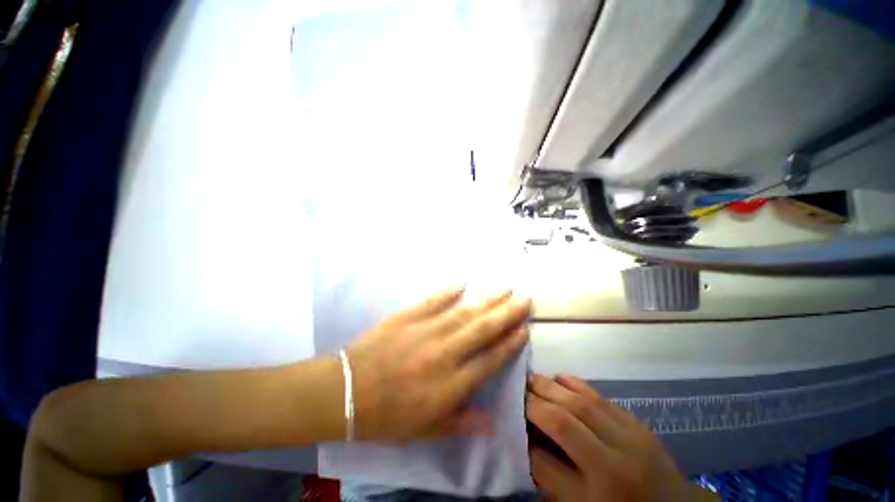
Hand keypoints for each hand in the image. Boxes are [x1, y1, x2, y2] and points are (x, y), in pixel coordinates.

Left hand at [346, 287, 530, 441]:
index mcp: (451, 384)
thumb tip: (492, 421)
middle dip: (507, 313)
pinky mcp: (408, 316)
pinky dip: (449, 290)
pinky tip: (463, 281)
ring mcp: (426, 331)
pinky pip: (433, 300)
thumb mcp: (426, 430)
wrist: (347, 392)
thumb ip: (461, 422)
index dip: (510, 344)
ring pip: (464, 312)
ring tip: (504, 289)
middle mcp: (445, 353)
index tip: (524, 330)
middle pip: (483, 329)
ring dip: (487, 300)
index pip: (490, 360)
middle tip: (524, 299)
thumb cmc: (387, 416)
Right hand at [526, 374, 716, 501]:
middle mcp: (611, 467)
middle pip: (563, 424)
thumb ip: (552, 480)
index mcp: (594, 499)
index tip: (511, 420)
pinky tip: (560, 377)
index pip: (545, 462)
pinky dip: (576, 384)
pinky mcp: (638, 424)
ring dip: (551, 387)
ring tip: (532, 378)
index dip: (523, 439)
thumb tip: (527, 443)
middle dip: (534, 403)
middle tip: (517, 389)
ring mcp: (629, 441)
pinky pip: (601, 397)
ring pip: (581, 404)